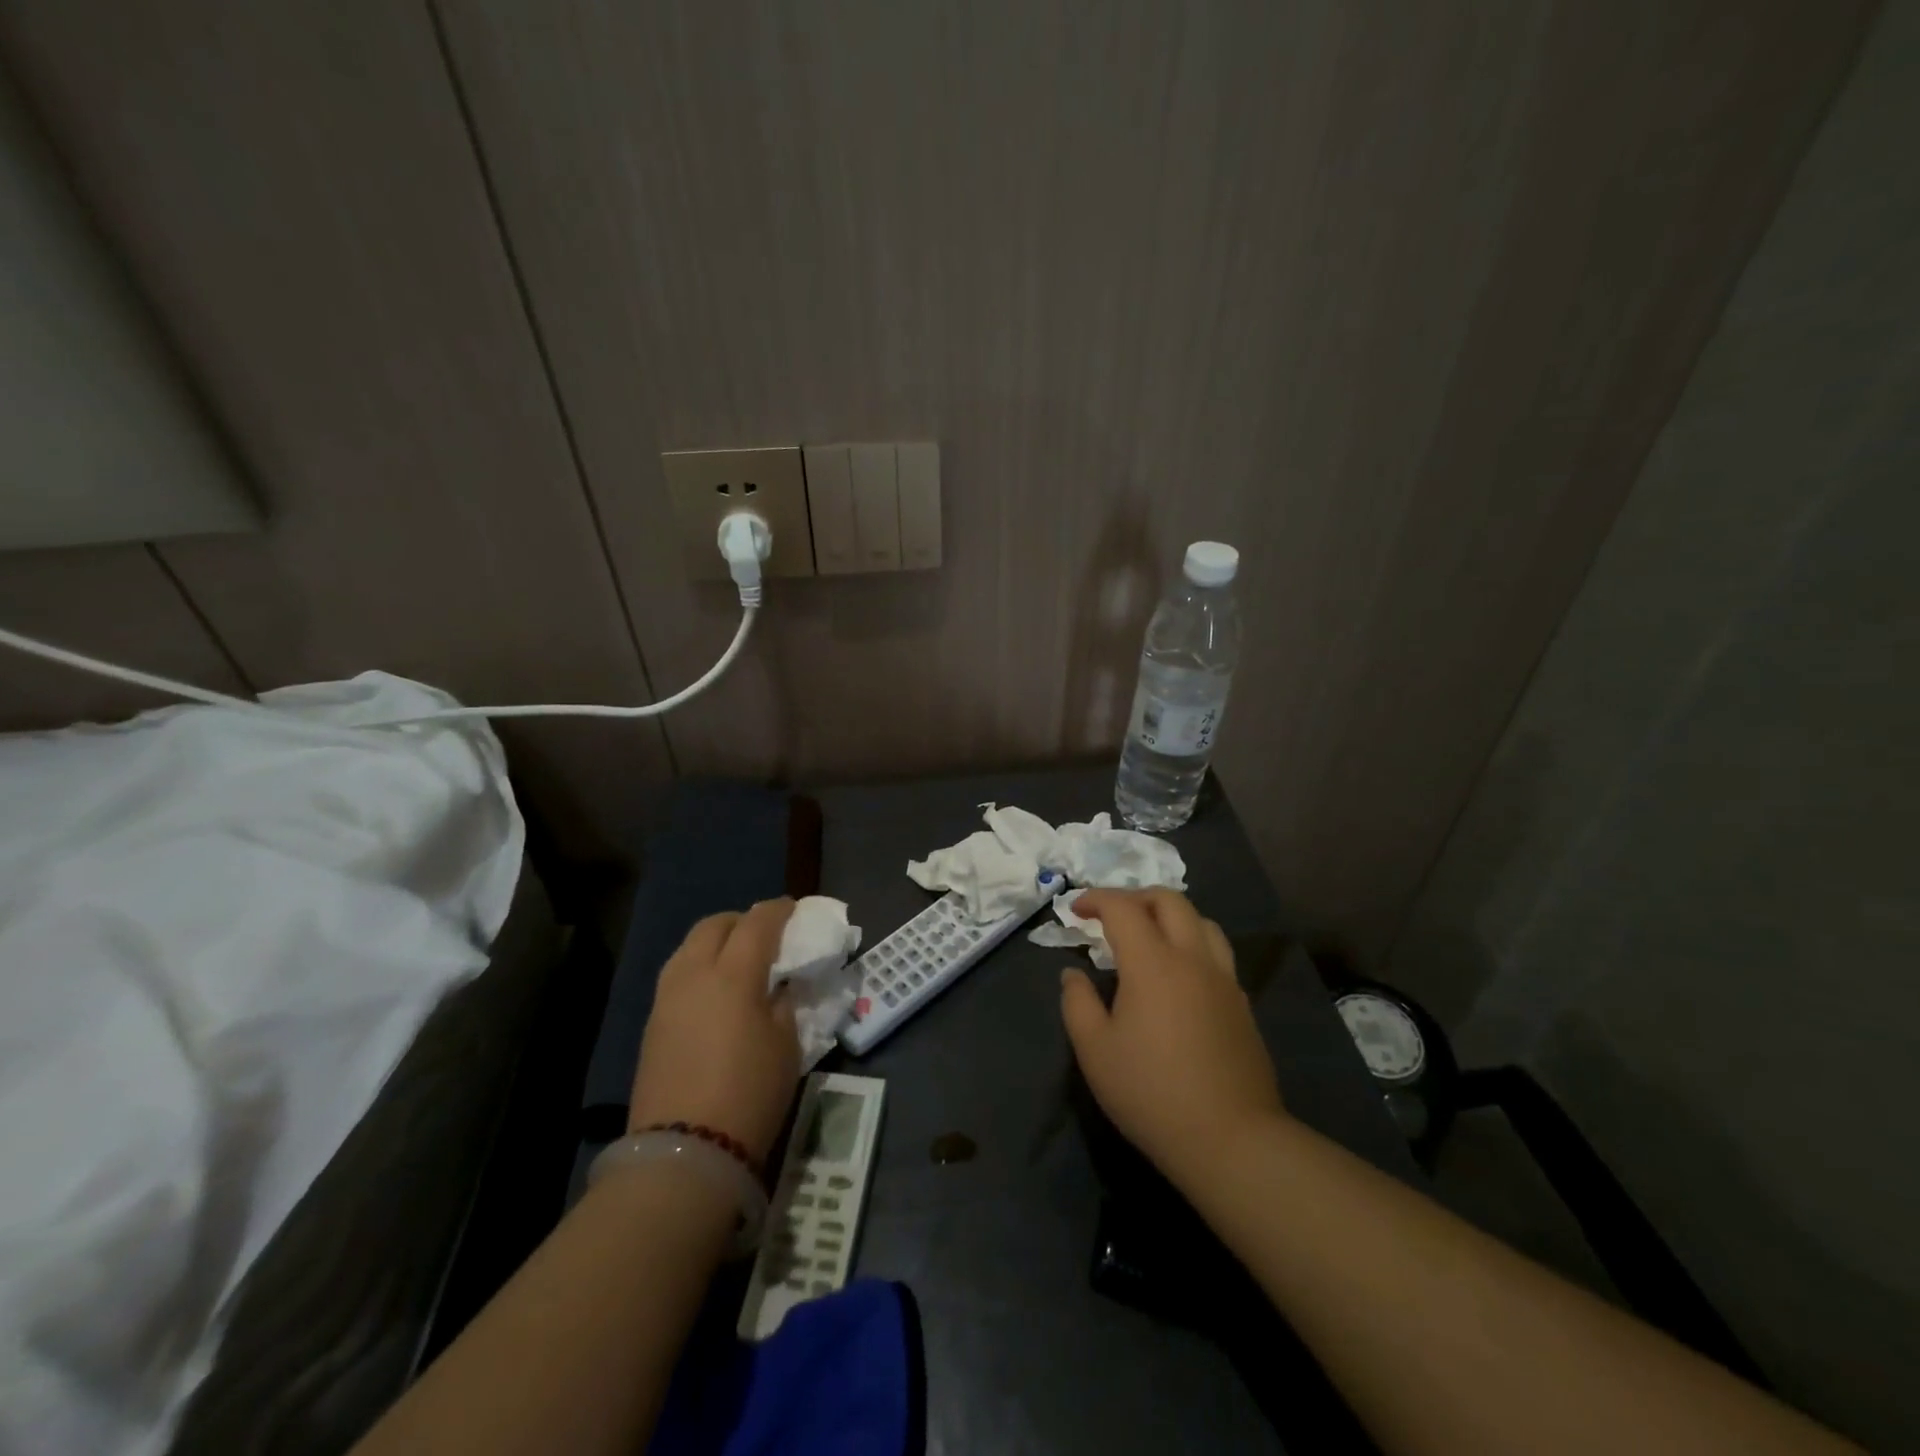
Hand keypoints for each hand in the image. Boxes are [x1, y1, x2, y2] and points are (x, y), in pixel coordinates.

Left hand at [629, 898, 799, 1165]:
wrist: (684, 1152)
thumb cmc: (750, 1092)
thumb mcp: (788, 1044)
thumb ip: (787, 1001)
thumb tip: (783, 984)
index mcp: (734, 973)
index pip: (758, 922)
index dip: (779, 910)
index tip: (795, 909)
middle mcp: (694, 973)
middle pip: (715, 924)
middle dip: (742, 920)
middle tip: (766, 935)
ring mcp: (667, 997)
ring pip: (690, 947)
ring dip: (717, 942)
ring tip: (739, 962)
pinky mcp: (653, 1023)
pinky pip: (679, 975)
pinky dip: (700, 968)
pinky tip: (716, 993)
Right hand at [1059, 888, 1284, 1189]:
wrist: (1231, 1139)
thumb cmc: (1151, 1093)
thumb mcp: (1095, 1051)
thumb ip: (1078, 1003)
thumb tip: (1074, 974)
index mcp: (1153, 963)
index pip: (1123, 908)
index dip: (1096, 899)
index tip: (1075, 910)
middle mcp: (1193, 958)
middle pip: (1169, 901)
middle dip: (1135, 897)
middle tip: (1111, 916)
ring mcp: (1224, 980)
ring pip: (1202, 922)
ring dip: (1170, 916)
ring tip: (1150, 936)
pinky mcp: (1242, 1004)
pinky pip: (1217, 953)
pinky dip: (1193, 944)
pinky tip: (1180, 975)